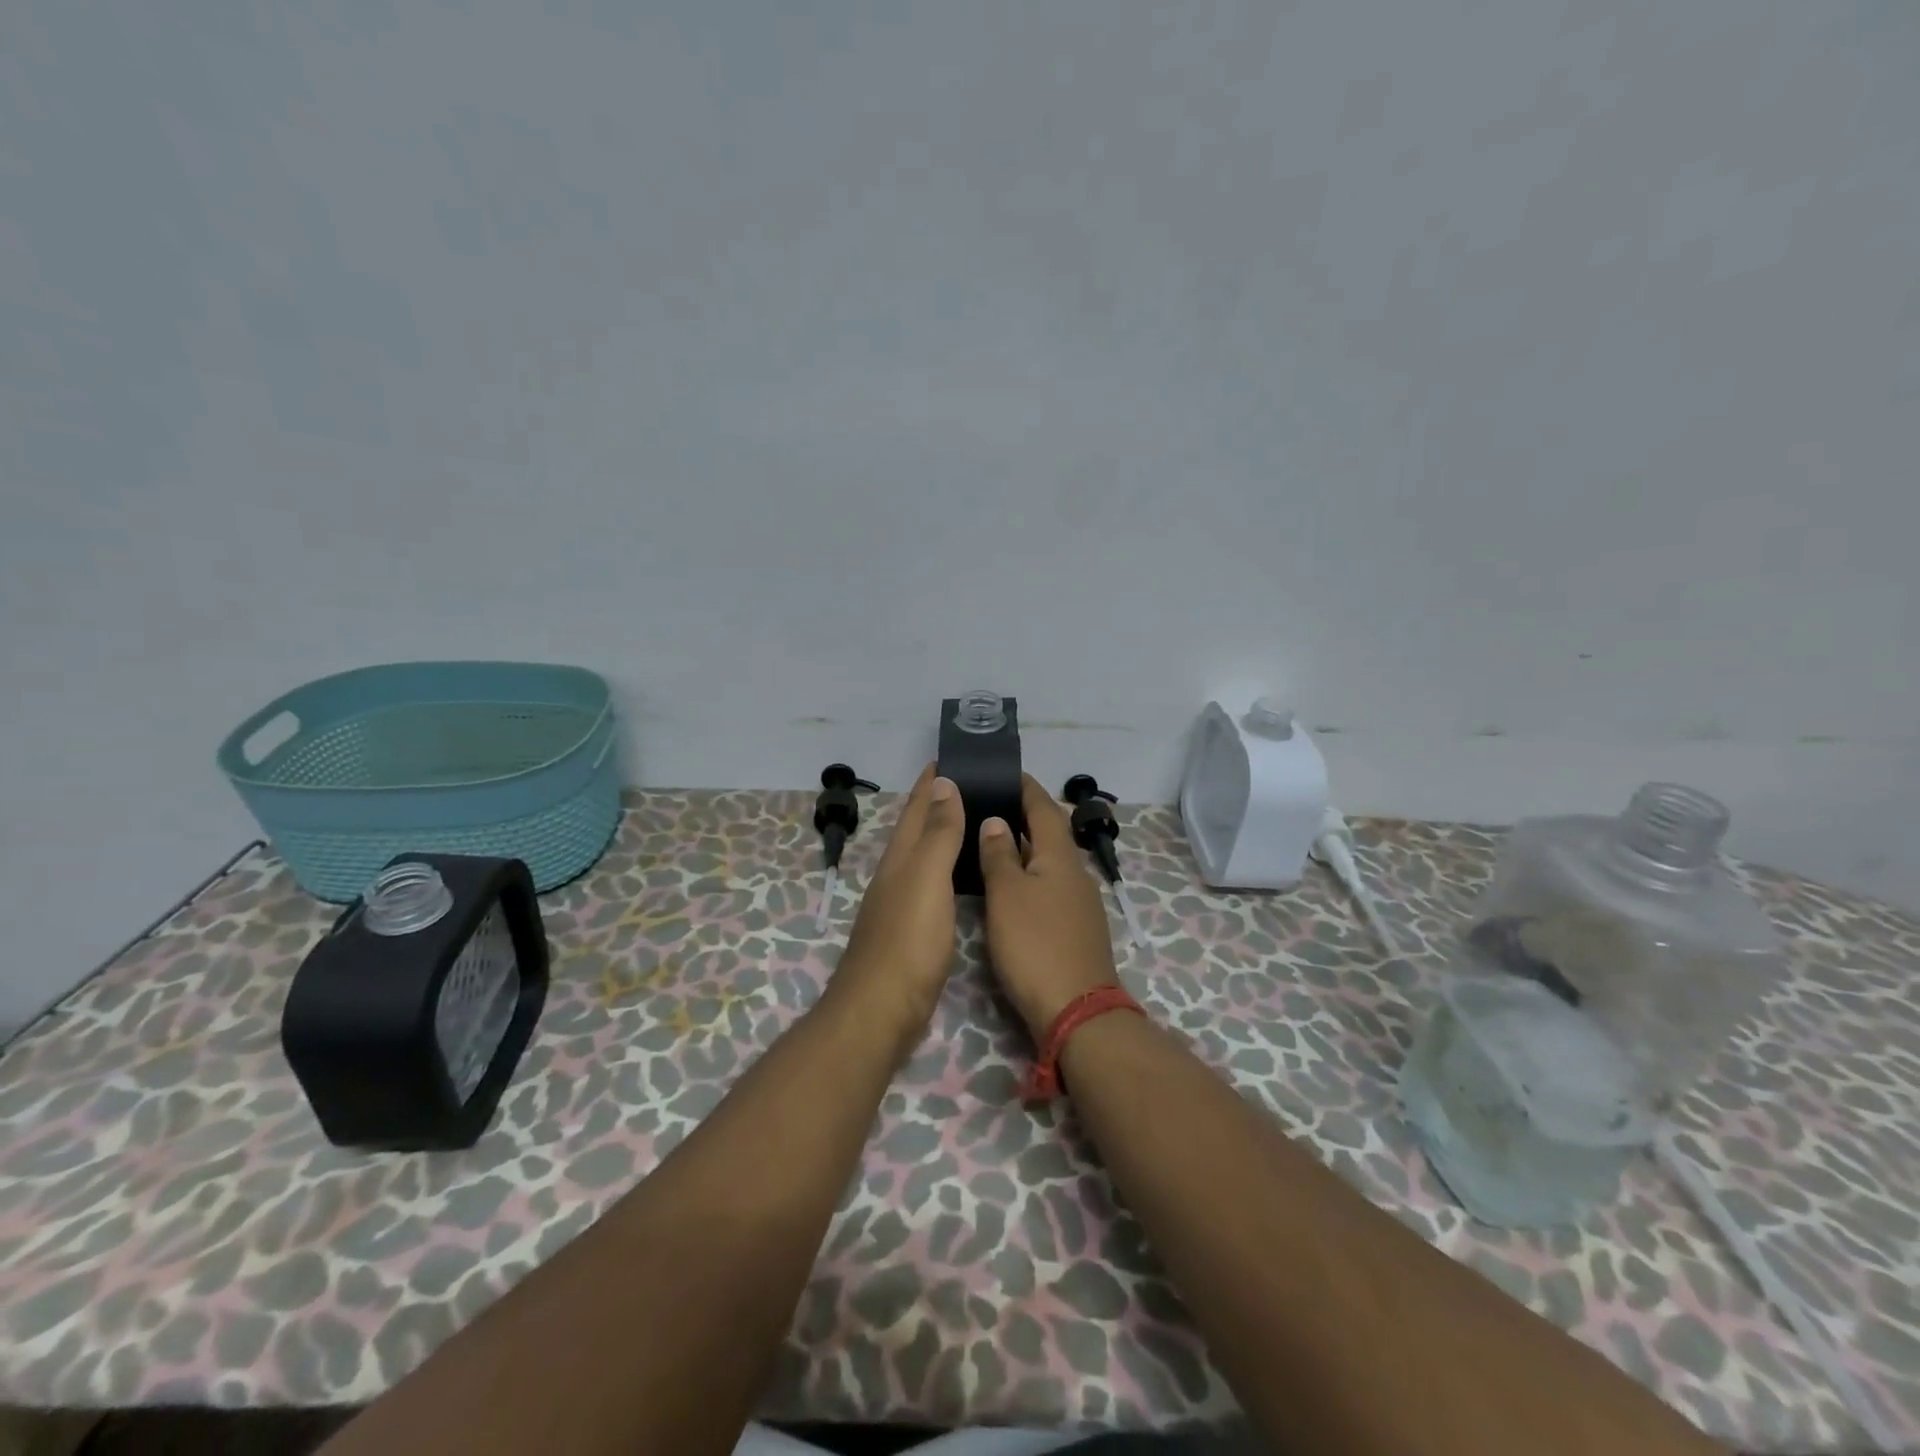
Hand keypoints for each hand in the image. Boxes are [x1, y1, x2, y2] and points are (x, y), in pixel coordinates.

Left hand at [828, 764, 965, 1059]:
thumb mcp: (926, 877)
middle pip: (918, 828)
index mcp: (900, 857)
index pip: (917, 807)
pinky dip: (949, 868)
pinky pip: (934, 883)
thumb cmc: (908, 939)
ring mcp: (903, 903)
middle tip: (974, 782)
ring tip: (976, 819)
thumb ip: (937, 833)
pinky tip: (965, 875)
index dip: (931, 781)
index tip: (951, 755)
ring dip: (945, 834)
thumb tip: (943, 783)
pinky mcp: (914, 930)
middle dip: (939, 802)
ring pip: (926, 856)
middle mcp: (897, 874)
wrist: (882, 1009)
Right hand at [978, 774, 1119, 1041]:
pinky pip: (1050, 886)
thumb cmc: (1035, 945)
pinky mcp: (1075, 928)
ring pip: (1049, 861)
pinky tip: (1009, 886)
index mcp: (1060, 856)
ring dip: (1024, 847)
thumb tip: (996, 821)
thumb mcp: (1007, 895)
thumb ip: (1000, 855)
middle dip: (1022, 815)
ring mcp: (1079, 902)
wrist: (1077, 1010)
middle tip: (987, 804)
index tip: (1005, 772)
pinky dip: (1029, 875)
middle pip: (1049, 833)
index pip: (1044, 807)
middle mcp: (1075, 872)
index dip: (1025, 787)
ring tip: (990, 840)